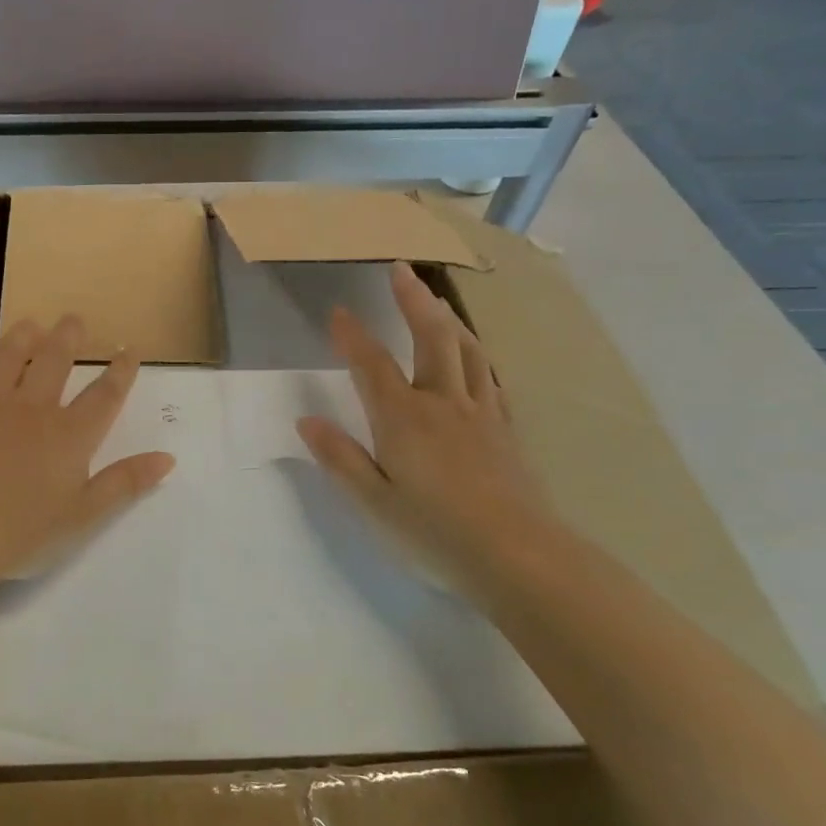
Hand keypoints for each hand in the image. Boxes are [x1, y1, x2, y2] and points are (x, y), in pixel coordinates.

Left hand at [0, 316, 174, 587]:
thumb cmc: (21, 531)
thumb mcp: (83, 515)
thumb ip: (125, 483)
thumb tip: (168, 457)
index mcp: (69, 435)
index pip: (104, 396)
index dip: (120, 372)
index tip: (129, 350)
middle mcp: (32, 408)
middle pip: (54, 362)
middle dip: (68, 338)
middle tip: (73, 319)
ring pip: (8, 358)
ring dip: (22, 337)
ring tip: (31, 322)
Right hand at [296, 262, 556, 585]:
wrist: (518, 555)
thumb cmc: (435, 531)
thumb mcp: (373, 501)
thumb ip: (339, 457)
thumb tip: (307, 419)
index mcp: (403, 418)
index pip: (371, 364)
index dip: (352, 335)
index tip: (338, 311)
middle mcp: (442, 404)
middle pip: (431, 338)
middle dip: (413, 301)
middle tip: (402, 269)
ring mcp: (481, 414)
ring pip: (467, 351)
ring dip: (448, 320)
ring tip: (437, 302)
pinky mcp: (506, 431)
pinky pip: (491, 379)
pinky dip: (477, 357)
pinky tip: (476, 359)